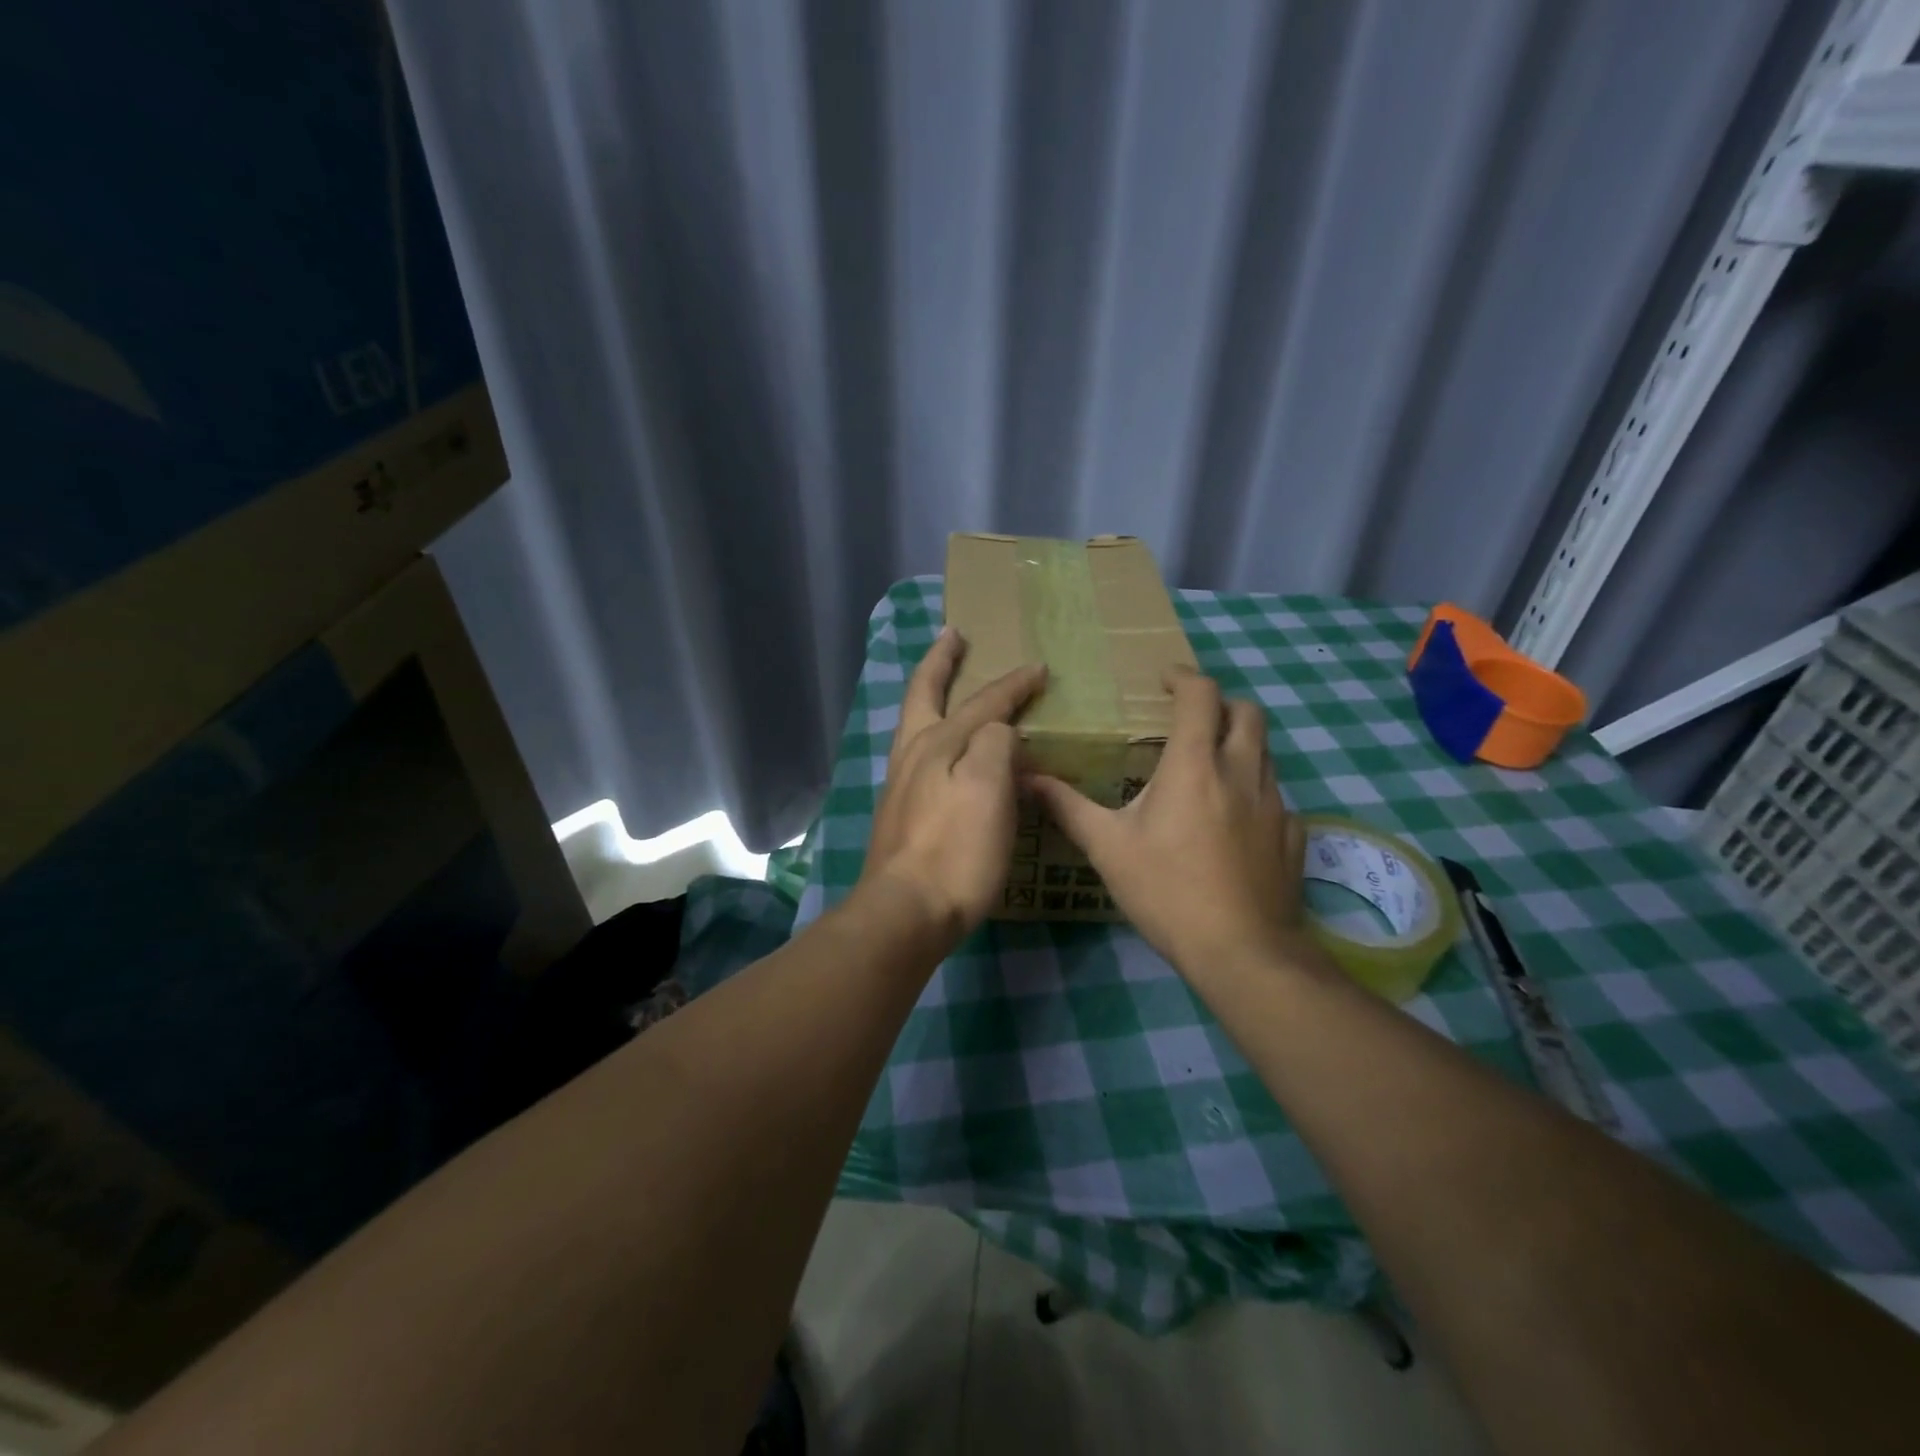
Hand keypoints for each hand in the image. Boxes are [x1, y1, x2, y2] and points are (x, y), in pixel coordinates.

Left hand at [858, 627, 1046, 942]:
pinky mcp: (900, 814)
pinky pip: (920, 756)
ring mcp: (900, 785)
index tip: (1039, 668)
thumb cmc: (954, 849)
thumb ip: (994, 745)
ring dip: (931, 695)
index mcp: (937, 743)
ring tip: (946, 684)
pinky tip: (943, 751)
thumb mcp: (987, 788)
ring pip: (916, 725)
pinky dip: (933, 734)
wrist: (905, 912)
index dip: (1012, 684)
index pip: (983, 703)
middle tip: (953, 635)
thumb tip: (998, 732)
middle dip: (940, 661)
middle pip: (924, 695)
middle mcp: (913, 755)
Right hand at [1026, 668, 1314, 982]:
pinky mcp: (1293, 835)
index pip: (1201, 696)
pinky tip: (1235, 820)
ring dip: (1240, 744)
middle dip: (1221, 703)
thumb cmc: (1167, 891)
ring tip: (1209, 767)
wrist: (1242, 952)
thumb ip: (1068, 807)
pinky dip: (1255, 790)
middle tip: (1191, 718)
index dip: (1184, 678)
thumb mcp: (1107, 848)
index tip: (1164, 681)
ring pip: (1266, 752)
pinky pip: (1277, 796)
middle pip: (1248, 712)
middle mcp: (1242, 772)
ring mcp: (1275, 804)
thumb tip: (1026, 778)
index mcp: (1195, 765)